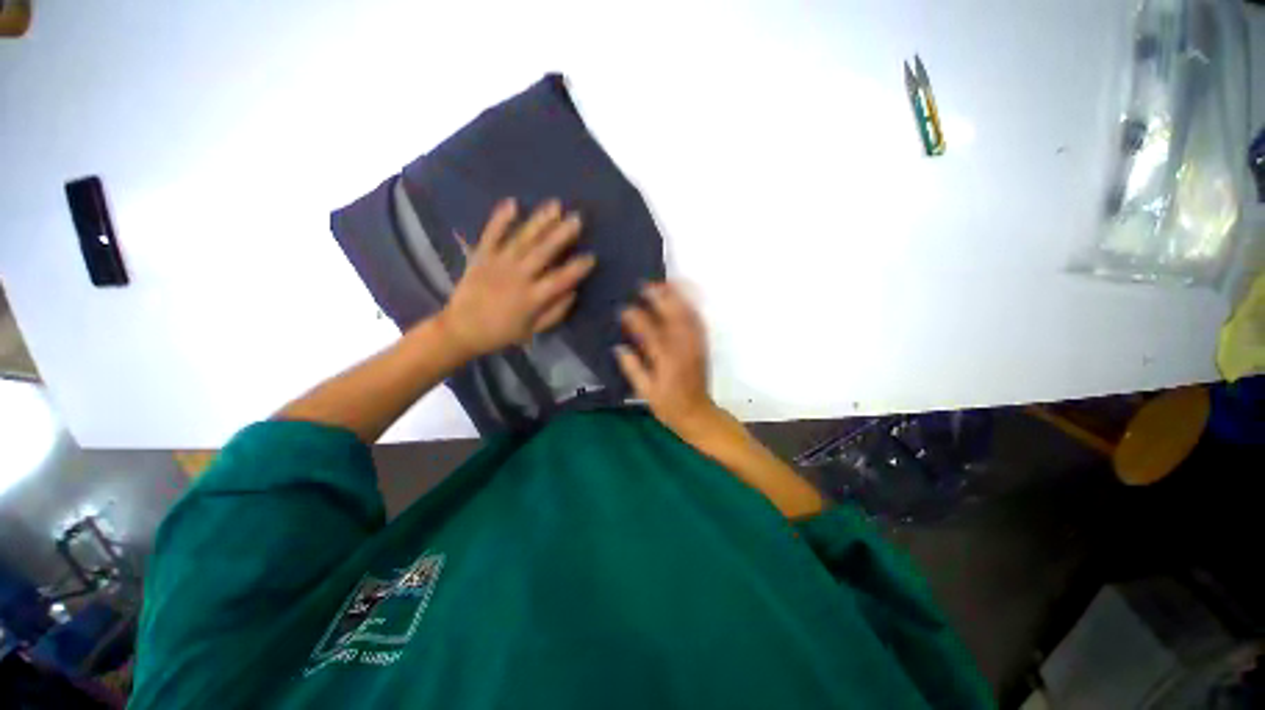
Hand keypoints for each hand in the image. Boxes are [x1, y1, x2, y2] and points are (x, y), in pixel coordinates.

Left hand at [439, 199, 595, 358]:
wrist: (461, 329)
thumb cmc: (502, 332)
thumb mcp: (533, 330)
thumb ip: (555, 312)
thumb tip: (573, 292)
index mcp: (532, 298)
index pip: (560, 279)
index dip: (577, 268)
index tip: (591, 257)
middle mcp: (517, 276)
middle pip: (543, 252)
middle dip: (561, 234)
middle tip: (577, 218)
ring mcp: (498, 263)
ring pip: (522, 239)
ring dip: (539, 221)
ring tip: (555, 205)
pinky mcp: (481, 256)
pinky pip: (491, 234)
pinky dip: (500, 218)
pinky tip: (513, 202)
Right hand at [616, 283, 722, 437]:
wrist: (698, 414)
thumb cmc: (668, 406)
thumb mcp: (645, 392)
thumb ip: (632, 368)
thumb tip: (619, 347)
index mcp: (666, 360)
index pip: (649, 331)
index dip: (635, 318)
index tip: (622, 309)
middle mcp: (683, 348)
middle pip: (672, 316)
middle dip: (659, 297)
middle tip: (644, 285)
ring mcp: (696, 345)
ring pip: (687, 314)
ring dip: (676, 297)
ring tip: (664, 283)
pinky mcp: (702, 346)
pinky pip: (697, 321)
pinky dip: (690, 306)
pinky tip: (682, 298)